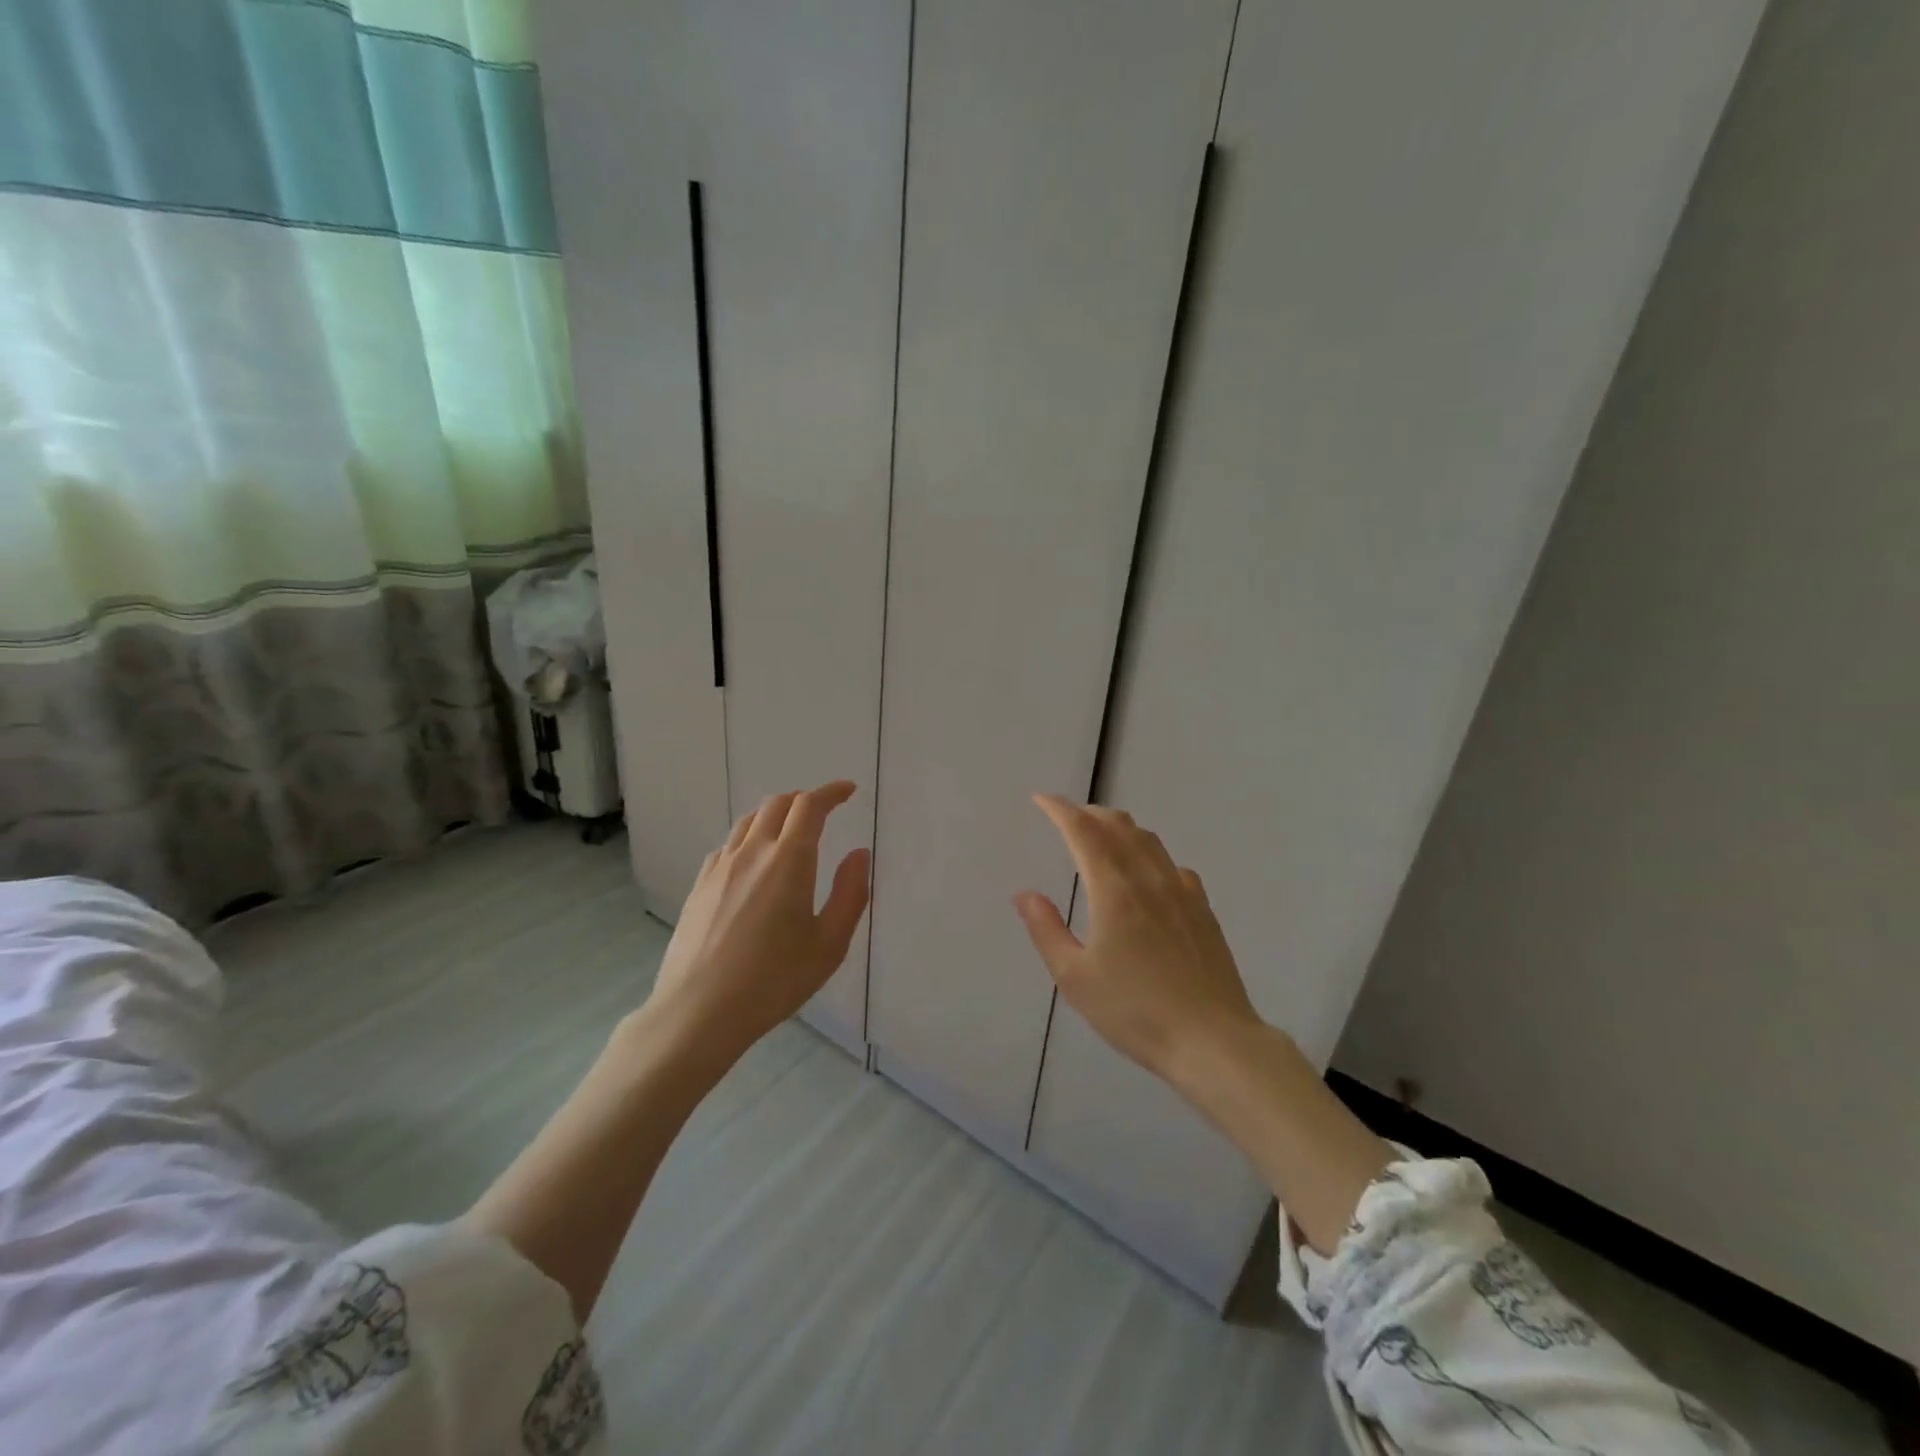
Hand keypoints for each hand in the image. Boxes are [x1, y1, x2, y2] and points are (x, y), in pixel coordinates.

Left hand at [649, 780, 870, 1060]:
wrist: (699, 1011)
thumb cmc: (774, 980)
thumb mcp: (829, 944)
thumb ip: (850, 893)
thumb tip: (858, 853)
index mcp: (788, 860)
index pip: (810, 806)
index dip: (831, 792)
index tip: (848, 791)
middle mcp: (752, 852)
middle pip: (777, 804)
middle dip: (804, 800)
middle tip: (823, 812)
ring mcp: (720, 867)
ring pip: (749, 821)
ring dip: (775, 814)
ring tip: (790, 831)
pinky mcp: (699, 886)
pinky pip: (728, 845)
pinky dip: (750, 838)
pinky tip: (754, 863)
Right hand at [1014, 794, 1258, 1080]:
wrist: (1212, 1040)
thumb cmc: (1134, 1011)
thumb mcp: (1075, 977)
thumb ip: (1046, 930)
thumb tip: (1025, 893)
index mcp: (1114, 890)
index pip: (1083, 832)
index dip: (1060, 810)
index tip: (1042, 799)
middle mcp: (1149, 879)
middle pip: (1119, 826)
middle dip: (1089, 814)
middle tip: (1068, 817)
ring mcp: (1182, 891)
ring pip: (1149, 840)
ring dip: (1120, 828)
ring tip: (1103, 835)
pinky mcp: (1203, 909)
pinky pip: (1172, 864)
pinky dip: (1150, 854)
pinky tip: (1149, 874)